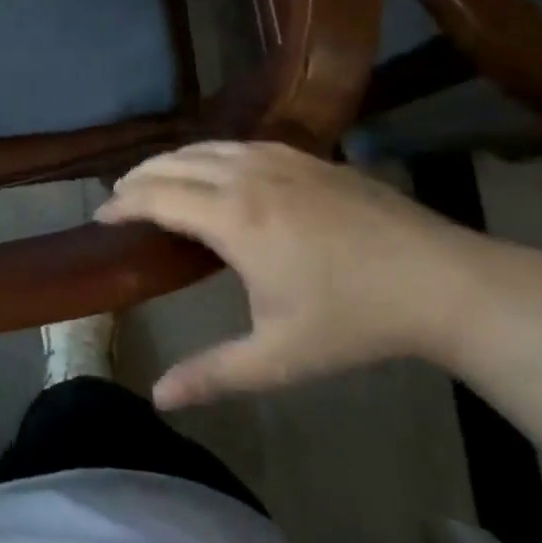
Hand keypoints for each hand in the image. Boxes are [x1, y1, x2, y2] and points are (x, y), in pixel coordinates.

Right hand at [98, 142, 490, 408]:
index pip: (156, 197)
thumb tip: (159, 398)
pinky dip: (207, 154)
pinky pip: (237, 144)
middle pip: (173, 163)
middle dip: (138, 178)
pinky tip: (213, 170)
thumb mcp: (280, 356)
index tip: (99, 216)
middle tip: (118, 199)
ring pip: (205, 147)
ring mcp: (278, 159)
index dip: (121, 204)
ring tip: (154, 181)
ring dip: (170, 162)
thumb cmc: (354, 320)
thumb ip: (215, 374)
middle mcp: (246, 176)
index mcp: (233, 218)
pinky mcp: (306, 155)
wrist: (442, 280)